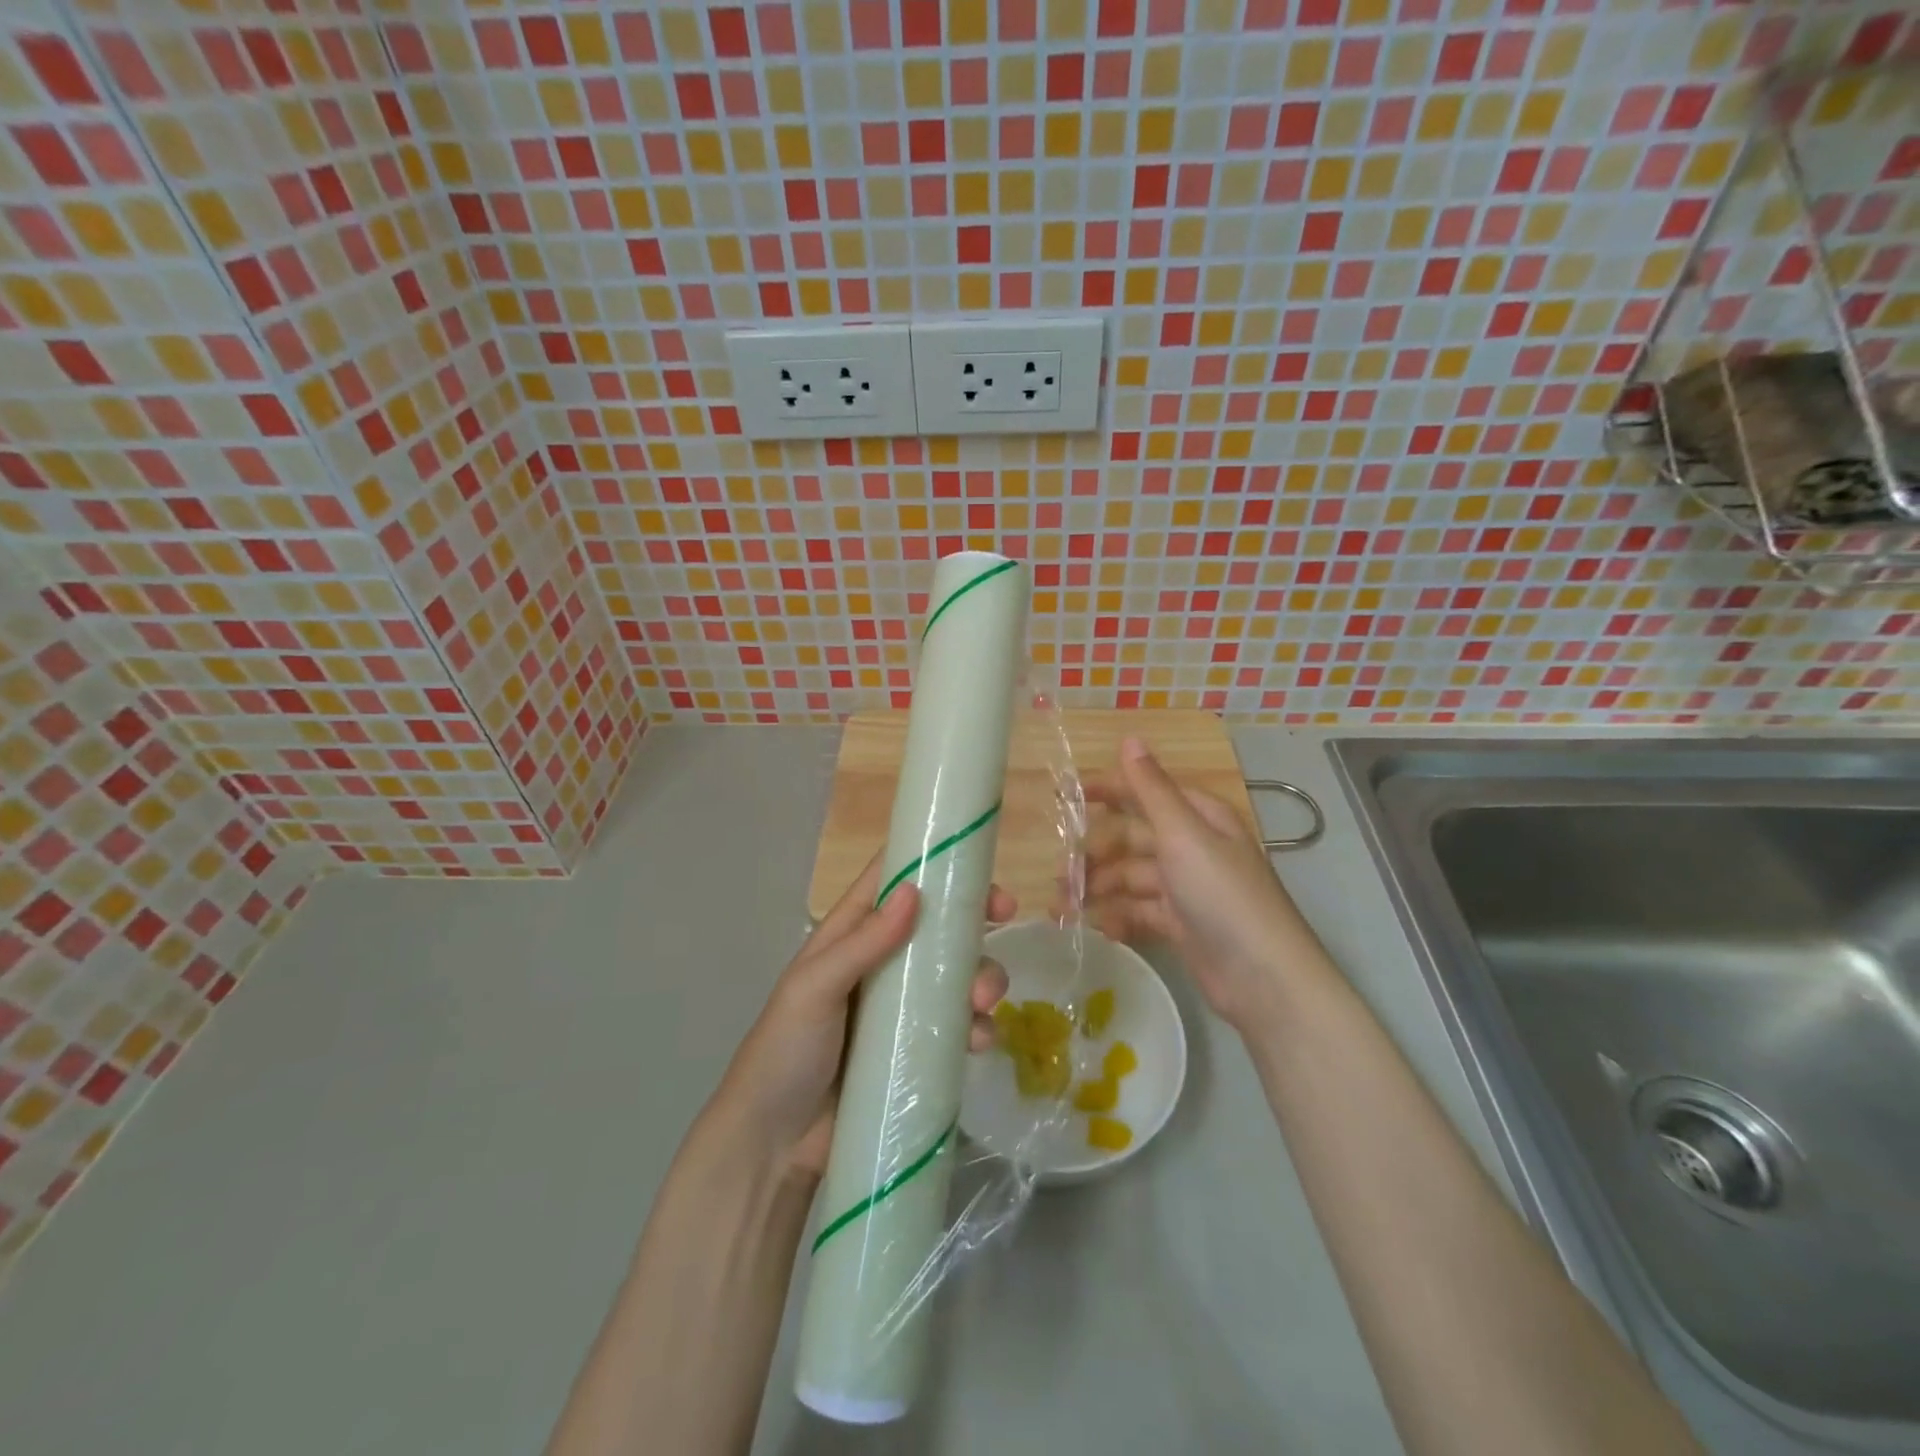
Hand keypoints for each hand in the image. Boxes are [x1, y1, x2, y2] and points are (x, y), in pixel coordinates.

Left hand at [712, 855, 1013, 1180]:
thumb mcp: (814, 987)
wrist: (772, 1145)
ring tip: (983, 1001)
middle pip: (938, 926)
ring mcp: (900, 1009)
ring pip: (956, 976)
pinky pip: (958, 1027)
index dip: (935, 866)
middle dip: (973, 921)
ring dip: (981, 977)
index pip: (895, 881)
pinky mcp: (915, 1051)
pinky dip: (977, 1027)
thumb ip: (863, 941)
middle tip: (1007, 919)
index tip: (980, 868)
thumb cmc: (785, 1051)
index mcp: (851, 934)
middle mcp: (881, 962)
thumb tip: (913, 891)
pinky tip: (978, 1042)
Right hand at [1072, 737, 1325, 1029]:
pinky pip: (1138, 912)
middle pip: (1132, 839)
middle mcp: (1192, 847)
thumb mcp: (1183, 834)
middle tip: (1060, 871)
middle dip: (1094, 853)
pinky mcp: (1180, 926)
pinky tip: (1094, 926)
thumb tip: (1129, 738)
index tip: (1065, 796)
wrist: (1262, 978)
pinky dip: (1116, 917)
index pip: (1146, 792)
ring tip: (1062, 905)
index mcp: (1199, 818)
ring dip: (1097, 888)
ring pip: (1130, 878)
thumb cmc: (1222, 894)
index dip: (1108, 790)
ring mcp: (1186, 889)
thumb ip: (1151, 789)